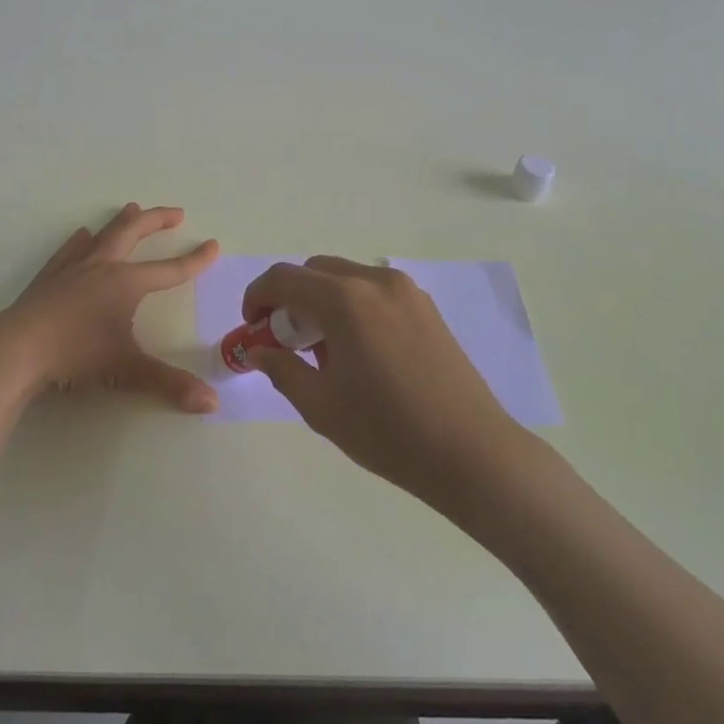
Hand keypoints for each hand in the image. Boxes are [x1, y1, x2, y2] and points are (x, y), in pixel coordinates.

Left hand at [0, 204, 220, 413]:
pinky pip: (69, 251)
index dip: (194, 260)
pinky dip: (80, 241)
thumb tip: (211, 402)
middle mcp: (102, 267)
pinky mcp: (48, 278)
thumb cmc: (75, 355)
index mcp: (125, 283)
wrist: (16, 349)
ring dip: (120, 222)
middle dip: (156, 221)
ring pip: (102, 235)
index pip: (169, 270)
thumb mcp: (126, 370)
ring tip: (131, 208)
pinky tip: (81, 235)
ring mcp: (72, 269)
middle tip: (175, 213)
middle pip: (133, 233)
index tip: (213, 245)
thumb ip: (169, 384)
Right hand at [241, 256, 514, 499]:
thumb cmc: (387, 432)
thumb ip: (282, 369)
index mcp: (344, 301)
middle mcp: (374, 282)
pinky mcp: (426, 307)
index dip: (257, 297)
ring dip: (321, 299)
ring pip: (345, 277)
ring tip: (324, 348)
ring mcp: (406, 291)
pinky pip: (374, 291)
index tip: (252, 328)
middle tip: (285, 340)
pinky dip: (352, 305)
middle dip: (290, 297)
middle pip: (314, 270)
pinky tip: (359, 349)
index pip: (283, 278)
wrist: (471, 453)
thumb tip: (259, 350)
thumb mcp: (321, 406)